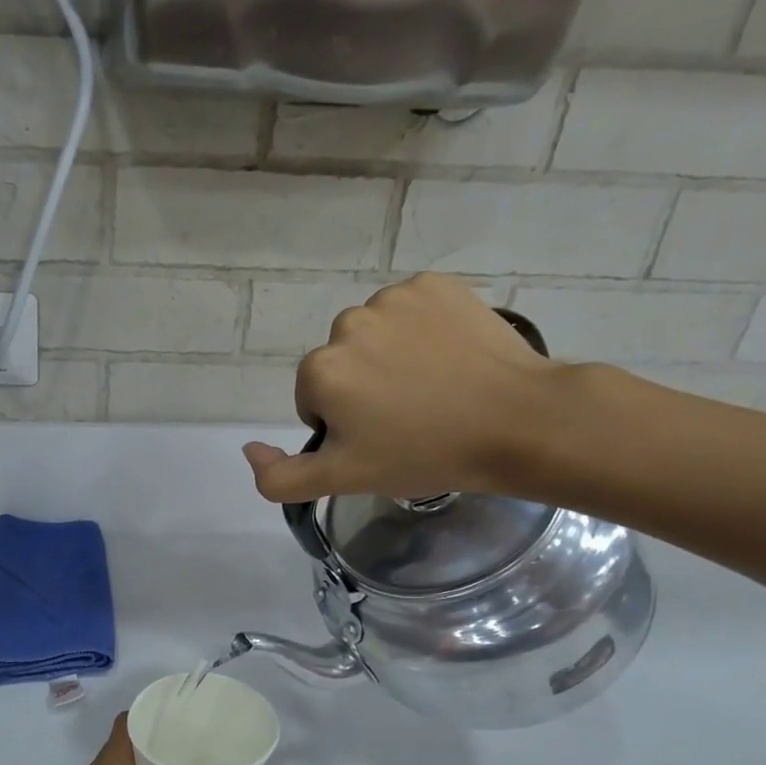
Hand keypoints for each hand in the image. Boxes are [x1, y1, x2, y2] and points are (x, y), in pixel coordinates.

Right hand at [242, 273, 556, 503]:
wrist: (517, 422)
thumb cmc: (425, 455)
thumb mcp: (344, 480)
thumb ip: (279, 477)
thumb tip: (247, 449)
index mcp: (320, 370)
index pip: (314, 399)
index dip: (344, 425)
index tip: (382, 440)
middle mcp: (347, 324)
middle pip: (341, 363)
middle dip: (362, 388)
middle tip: (409, 417)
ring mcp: (394, 298)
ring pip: (374, 334)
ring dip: (390, 357)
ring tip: (433, 387)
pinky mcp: (435, 284)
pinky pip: (410, 309)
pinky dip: (422, 329)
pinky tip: (449, 357)